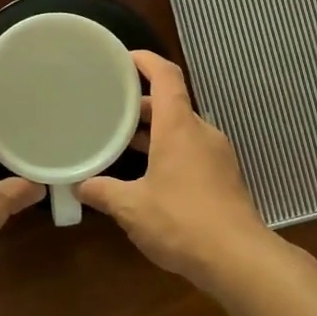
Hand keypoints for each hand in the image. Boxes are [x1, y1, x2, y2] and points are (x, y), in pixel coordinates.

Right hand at [76, 51, 274, 282]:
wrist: (237, 258)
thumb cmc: (181, 221)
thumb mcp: (132, 207)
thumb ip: (103, 192)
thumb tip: (79, 186)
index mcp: (179, 126)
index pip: (166, 75)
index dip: (145, 60)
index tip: (122, 58)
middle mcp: (201, 132)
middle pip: (171, 105)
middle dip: (139, 105)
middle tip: (108, 109)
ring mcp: (217, 155)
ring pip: (181, 131)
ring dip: (153, 133)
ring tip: (121, 142)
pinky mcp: (223, 178)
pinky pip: (191, 152)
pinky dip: (168, 152)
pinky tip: (147, 176)